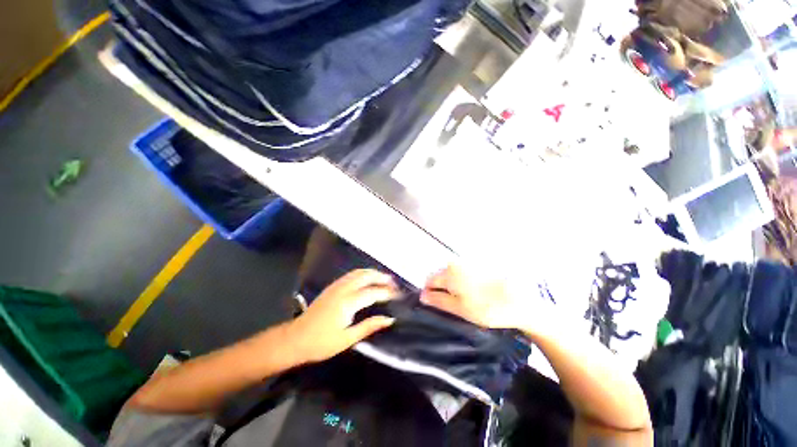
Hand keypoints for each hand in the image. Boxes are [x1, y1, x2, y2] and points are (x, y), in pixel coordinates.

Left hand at [289, 269, 398, 362]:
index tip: (399, 294)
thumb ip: (369, 326)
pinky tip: (367, 278)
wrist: (295, 338)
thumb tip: (389, 319)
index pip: (373, 292)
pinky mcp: (332, 286)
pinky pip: (351, 274)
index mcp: (348, 303)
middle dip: (381, 277)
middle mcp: (343, 289)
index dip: (387, 292)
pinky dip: (363, 273)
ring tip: (384, 278)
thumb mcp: (347, 339)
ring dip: (373, 273)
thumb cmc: (321, 343)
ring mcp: (337, 286)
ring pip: (358, 272)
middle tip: (394, 282)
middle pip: (366, 276)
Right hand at [420, 265, 537, 329]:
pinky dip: (464, 282)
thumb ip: (438, 300)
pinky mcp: (479, 264)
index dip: (429, 293)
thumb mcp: (460, 308)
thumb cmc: (488, 307)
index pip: (429, 280)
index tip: (435, 305)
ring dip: (454, 286)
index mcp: (449, 273)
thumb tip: (422, 296)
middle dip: (442, 289)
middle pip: (440, 276)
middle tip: (454, 306)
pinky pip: (464, 273)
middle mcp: (456, 263)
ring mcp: (468, 262)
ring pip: (452, 274)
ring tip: (467, 301)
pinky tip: (476, 293)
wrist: (520, 300)